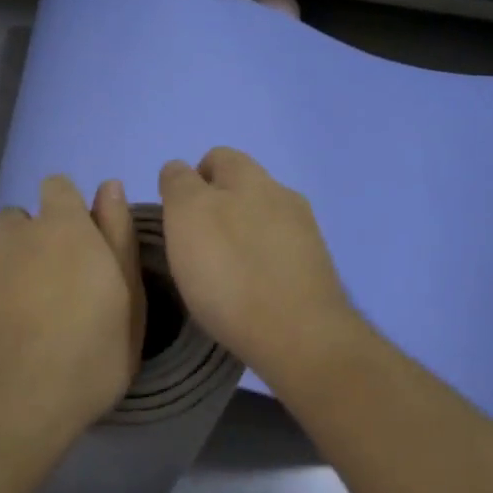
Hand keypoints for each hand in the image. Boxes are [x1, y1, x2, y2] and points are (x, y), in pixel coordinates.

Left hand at [0, 176, 143, 443]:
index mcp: (63, 228)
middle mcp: (13, 234)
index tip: (78, 246)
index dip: (66, 209)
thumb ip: (118, 236)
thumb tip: (110, 186)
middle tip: (49, 291)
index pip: (57, 187)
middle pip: (19, 221)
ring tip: (15, 322)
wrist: (7, 407)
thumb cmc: (87, 356)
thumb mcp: (128, 301)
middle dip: (31, 243)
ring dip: (3, 274)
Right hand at [157, 148, 362, 379]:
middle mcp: (281, 194)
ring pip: (263, 221)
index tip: (176, 219)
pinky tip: (252, 291)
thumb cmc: (230, 271)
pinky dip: (262, 264)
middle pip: (242, 188)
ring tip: (225, 273)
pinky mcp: (316, 268)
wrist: (299, 334)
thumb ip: (179, 185)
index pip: (215, 159)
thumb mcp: (186, 215)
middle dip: (218, 208)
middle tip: (196, 246)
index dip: (190, 182)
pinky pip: (280, 254)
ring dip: (242, 236)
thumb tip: (180, 172)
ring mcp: (305, 232)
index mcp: (249, 176)